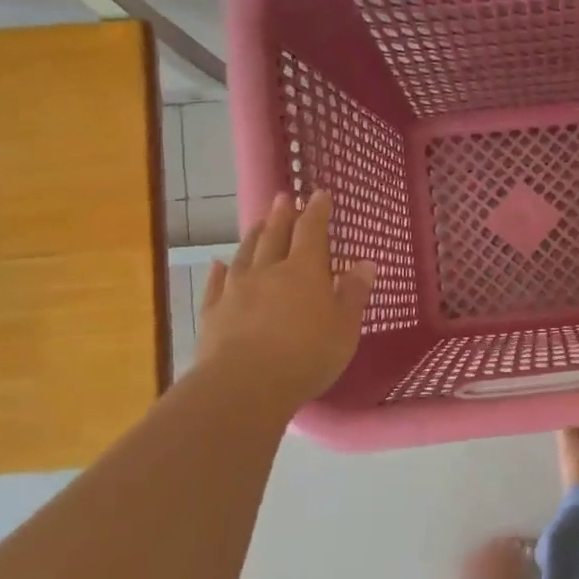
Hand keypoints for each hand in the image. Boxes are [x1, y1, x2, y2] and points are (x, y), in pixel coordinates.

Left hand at [195, 191, 374, 406]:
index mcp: (305, 271)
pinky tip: (218, 263)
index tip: (319, 194)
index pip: (312, 231)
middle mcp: (268, 271)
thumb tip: (365, 263)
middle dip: (282, 215)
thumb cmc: (307, 355)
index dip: (317, 211)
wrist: (245, 384)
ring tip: (258, 223)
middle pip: (275, 236)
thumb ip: (354, 293)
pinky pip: (215, 283)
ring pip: (245, 254)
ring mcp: (236, 290)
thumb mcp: (345, 327)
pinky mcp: (213, 312)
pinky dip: (218, 271)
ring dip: (253, 236)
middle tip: (283, 196)